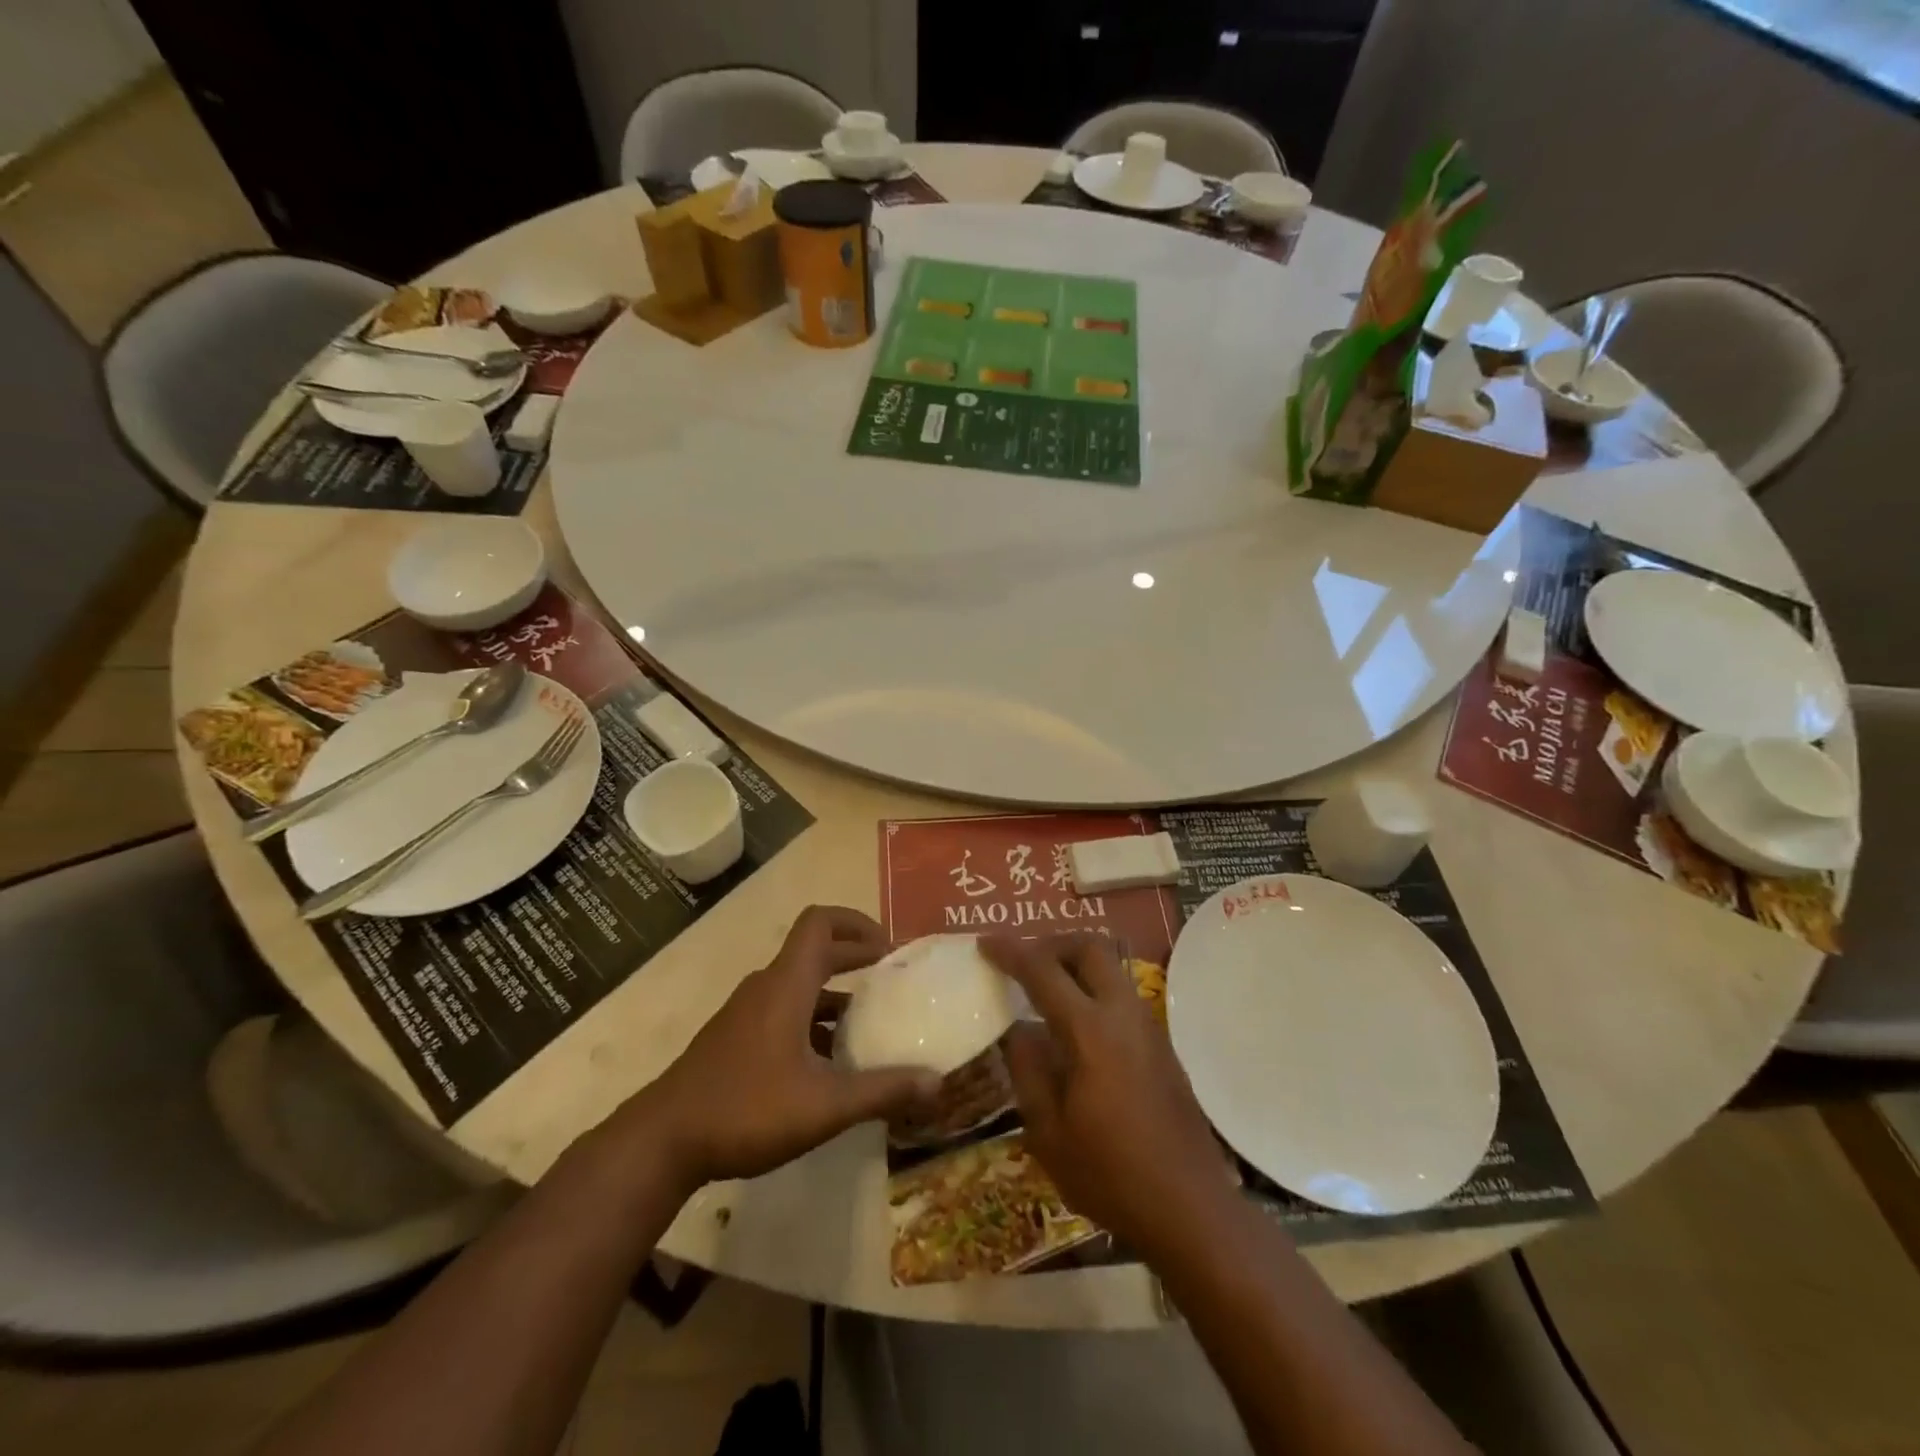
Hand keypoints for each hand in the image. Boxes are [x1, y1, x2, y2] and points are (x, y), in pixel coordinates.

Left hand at [639, 906, 939, 1190]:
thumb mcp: (824, 1105)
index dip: (857, 922)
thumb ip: (882, 1092)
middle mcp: (767, 987)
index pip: (820, 923)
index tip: (890, 946)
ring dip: (836, 995)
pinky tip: (831, 1063)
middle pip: (815, 951)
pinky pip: (784, 1011)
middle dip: (855, 957)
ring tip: (871, 1023)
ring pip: (799, 986)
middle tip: (893, 977)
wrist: (662, 1142)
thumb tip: (938, 1083)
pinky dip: (813, 1021)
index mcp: (787, 984)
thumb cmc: (746, 1109)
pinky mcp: (736, 1039)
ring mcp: (747, 1013)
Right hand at [984, 933, 1233, 1260]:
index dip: (1011, 952)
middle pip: (1089, 948)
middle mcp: (1123, 1014)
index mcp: (1090, 1032)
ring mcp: (1148, 1026)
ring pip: (1110, 967)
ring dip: (1075, 963)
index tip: (984, 943)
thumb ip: (1028, 1070)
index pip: (1043, 972)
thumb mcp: (1048, 1132)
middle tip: (1023, 960)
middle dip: (1051, 943)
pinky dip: (1093, 987)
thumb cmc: (1110, 1174)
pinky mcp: (1161, 1044)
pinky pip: (1121, 994)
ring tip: (1045, 988)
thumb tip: (1015, 1029)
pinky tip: (1076, 1024)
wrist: (1190, 1207)